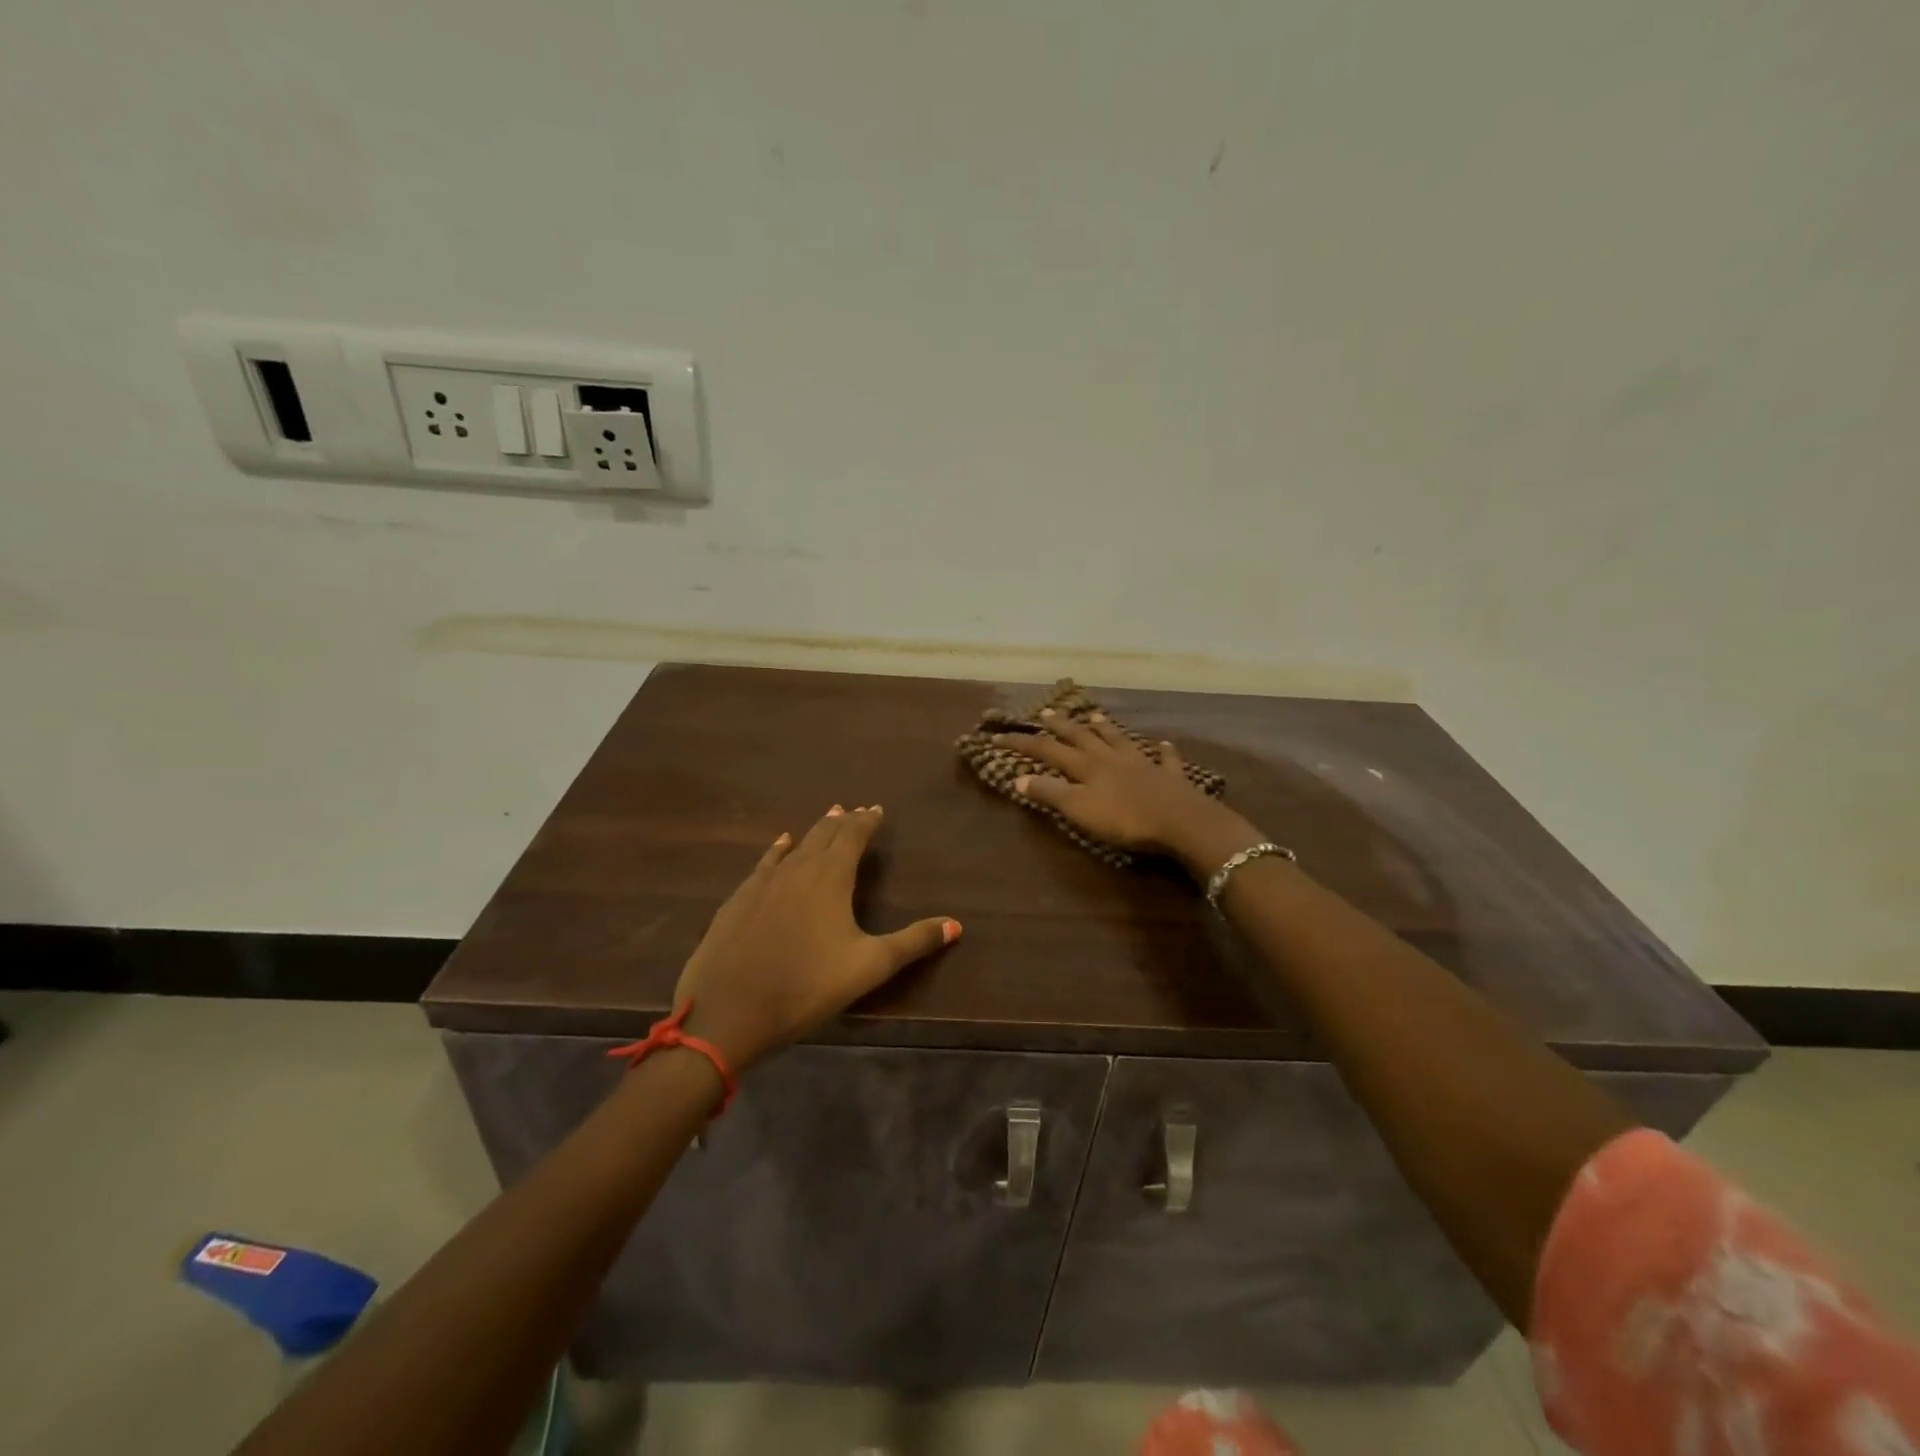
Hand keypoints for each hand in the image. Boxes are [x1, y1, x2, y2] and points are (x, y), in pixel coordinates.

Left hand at [672, 806, 959, 1070]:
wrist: (726, 1013)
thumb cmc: (806, 987)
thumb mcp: (868, 967)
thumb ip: (913, 943)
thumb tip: (956, 925)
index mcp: (830, 878)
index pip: (852, 837)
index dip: (867, 821)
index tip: (877, 809)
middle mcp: (797, 869)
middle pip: (823, 835)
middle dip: (842, 822)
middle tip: (855, 810)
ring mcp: (762, 883)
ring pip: (794, 846)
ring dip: (814, 831)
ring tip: (827, 818)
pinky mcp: (738, 900)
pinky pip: (765, 862)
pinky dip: (778, 849)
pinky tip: (780, 844)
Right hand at [992, 711, 1260, 874]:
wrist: (1181, 822)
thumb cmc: (1124, 819)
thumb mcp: (1079, 809)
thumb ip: (1050, 793)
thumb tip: (1019, 778)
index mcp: (1086, 766)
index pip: (1047, 751)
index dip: (1022, 744)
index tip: (998, 736)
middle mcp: (1111, 758)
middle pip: (1081, 737)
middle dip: (1061, 726)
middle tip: (1045, 712)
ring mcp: (1142, 764)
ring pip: (1118, 740)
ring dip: (1105, 728)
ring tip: (1095, 716)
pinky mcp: (1169, 776)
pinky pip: (1164, 759)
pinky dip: (1162, 751)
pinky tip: (1163, 744)